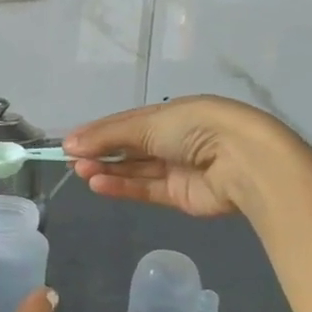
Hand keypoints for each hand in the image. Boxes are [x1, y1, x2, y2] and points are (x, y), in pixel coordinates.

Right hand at [64, 96, 304, 220]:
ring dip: (107, 170)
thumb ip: (107, 136)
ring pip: (135, 170)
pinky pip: (145, 190)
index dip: (98, 132)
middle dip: (100, 153)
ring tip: (80, 172)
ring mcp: (178, 169)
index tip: (70, 143)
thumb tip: (69, 143)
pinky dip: (122, 186)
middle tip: (71, 160)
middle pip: (129, 148)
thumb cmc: (194, 128)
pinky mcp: (180, 196)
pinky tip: (98, 183)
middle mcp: (174, 140)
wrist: (241, 160)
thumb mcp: (147, 123)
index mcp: (171, 114)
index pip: (127, 123)